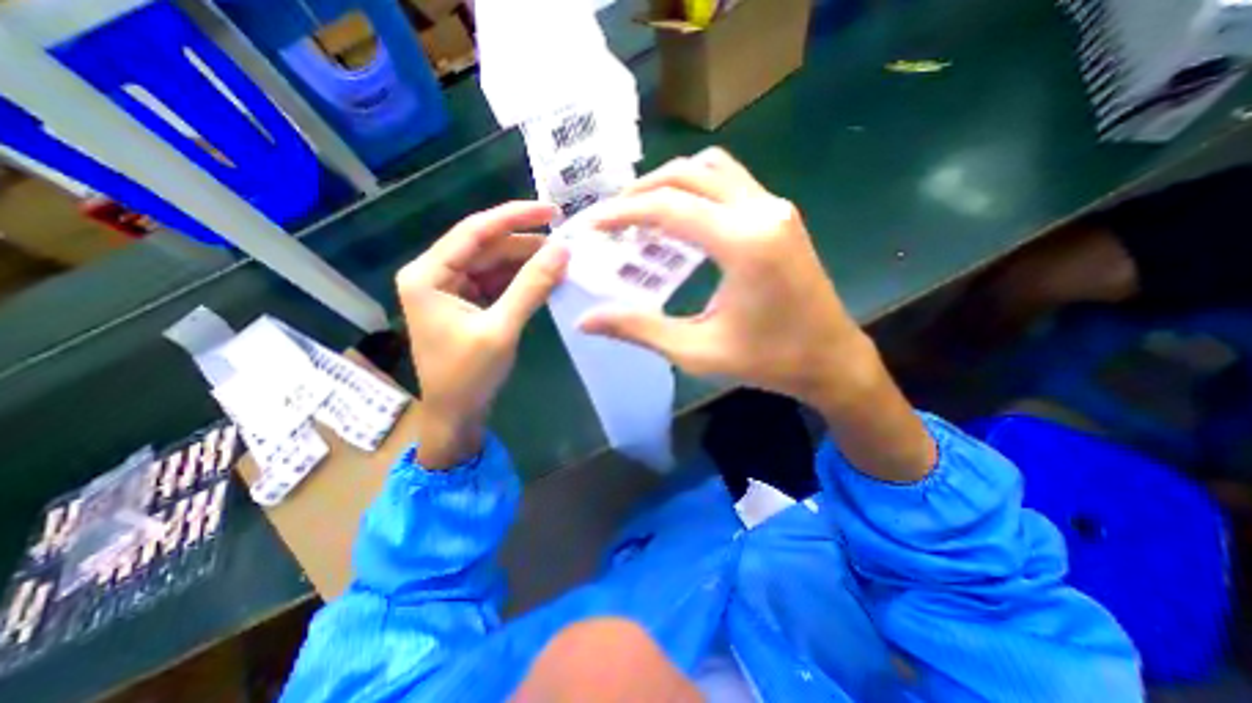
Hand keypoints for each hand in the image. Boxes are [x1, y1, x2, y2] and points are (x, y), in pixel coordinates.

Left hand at [398, 200, 569, 466]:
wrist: (457, 415)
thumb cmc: (469, 375)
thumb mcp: (501, 328)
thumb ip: (531, 287)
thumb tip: (562, 251)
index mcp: (428, 274)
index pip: (475, 231)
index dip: (514, 217)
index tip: (551, 210)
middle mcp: (436, 274)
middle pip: (487, 246)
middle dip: (526, 244)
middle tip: (566, 243)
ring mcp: (452, 288)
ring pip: (495, 263)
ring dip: (528, 262)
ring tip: (562, 261)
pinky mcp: (469, 303)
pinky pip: (498, 282)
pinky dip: (522, 280)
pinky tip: (547, 279)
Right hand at [579, 149, 868, 409]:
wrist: (830, 359)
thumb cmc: (767, 360)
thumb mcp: (696, 351)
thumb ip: (639, 330)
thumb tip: (587, 320)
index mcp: (744, 244)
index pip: (670, 208)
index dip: (624, 212)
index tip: (592, 223)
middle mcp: (763, 211)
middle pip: (690, 174)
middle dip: (643, 190)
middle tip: (613, 216)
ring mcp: (776, 208)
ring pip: (713, 169)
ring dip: (672, 183)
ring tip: (642, 212)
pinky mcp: (781, 215)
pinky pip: (731, 184)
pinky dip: (696, 190)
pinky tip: (679, 219)